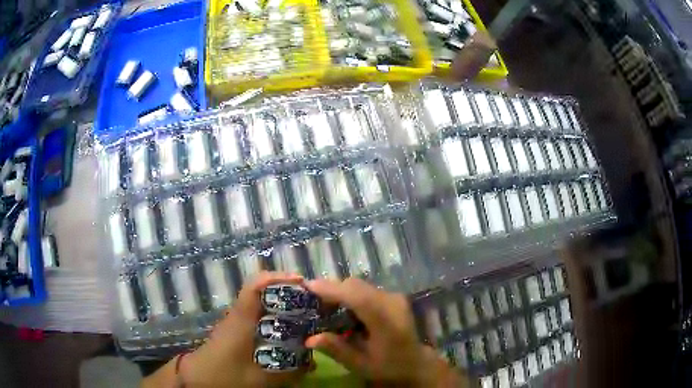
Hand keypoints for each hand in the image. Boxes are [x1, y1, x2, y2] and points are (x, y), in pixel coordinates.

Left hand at [143, 271, 307, 387]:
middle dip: (288, 293)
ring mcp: (236, 323)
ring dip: (282, 307)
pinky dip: (274, 321)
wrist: (197, 379)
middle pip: (262, 292)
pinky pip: (258, 319)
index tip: (302, 283)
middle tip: (312, 304)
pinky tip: (287, 337)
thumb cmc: (225, 376)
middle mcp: (238, 315)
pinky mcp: (235, 332)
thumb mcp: (261, 379)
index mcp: (241, 319)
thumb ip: (289, 371)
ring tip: (305, 318)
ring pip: (261, 306)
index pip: (256, 285)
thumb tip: (314, 362)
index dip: (278, 278)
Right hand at [304, 278, 464, 386]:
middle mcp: (392, 302)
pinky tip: (341, 309)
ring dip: (340, 292)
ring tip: (323, 306)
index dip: (333, 290)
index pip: (358, 298)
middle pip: (356, 286)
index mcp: (386, 321)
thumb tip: (310, 339)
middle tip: (310, 301)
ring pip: (360, 286)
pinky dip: (349, 295)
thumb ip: (337, 350)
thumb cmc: (388, 367)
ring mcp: (394, 297)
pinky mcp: (393, 297)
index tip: (308, 286)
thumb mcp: (361, 365)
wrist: (415, 363)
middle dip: (331, 289)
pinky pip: (366, 290)